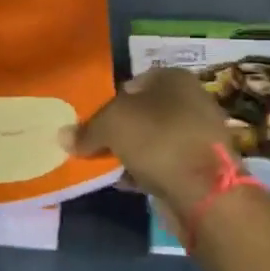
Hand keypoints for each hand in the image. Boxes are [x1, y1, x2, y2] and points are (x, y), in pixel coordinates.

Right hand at [66, 68, 235, 229]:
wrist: (206, 192)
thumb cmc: (158, 140)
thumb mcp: (112, 125)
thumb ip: (87, 129)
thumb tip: (63, 136)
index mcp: (174, 78)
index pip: (133, 82)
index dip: (110, 100)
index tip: (93, 121)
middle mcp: (191, 101)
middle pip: (143, 112)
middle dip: (120, 128)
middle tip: (96, 144)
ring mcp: (198, 135)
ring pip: (153, 140)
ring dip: (131, 152)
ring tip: (106, 166)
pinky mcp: (200, 167)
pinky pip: (163, 164)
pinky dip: (145, 171)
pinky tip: (126, 183)